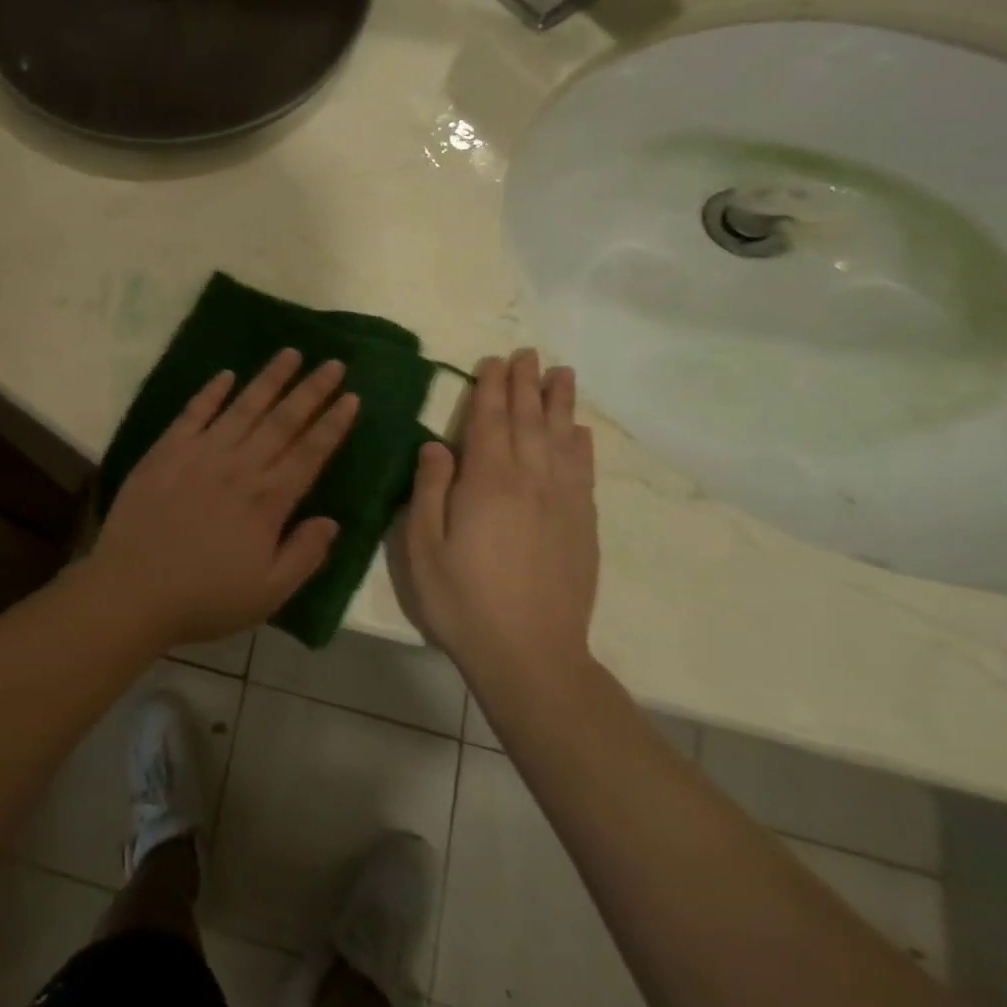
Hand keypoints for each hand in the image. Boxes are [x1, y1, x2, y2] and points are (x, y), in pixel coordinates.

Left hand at [80, 350, 358, 648]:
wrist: (132, 589)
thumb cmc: (204, 597)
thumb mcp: (268, 593)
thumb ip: (305, 554)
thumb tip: (332, 521)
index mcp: (268, 500)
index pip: (310, 452)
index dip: (334, 424)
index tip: (352, 397)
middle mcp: (239, 466)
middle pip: (283, 420)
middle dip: (311, 390)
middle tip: (334, 363)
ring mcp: (200, 453)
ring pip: (243, 407)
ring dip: (269, 379)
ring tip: (291, 353)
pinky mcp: (166, 450)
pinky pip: (193, 413)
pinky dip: (211, 392)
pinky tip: (226, 375)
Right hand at [397, 348, 598, 679]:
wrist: (530, 653)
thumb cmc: (462, 599)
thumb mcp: (424, 546)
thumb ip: (430, 489)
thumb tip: (436, 444)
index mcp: (487, 483)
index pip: (490, 422)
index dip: (492, 388)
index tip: (496, 360)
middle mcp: (530, 482)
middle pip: (529, 422)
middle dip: (526, 384)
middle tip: (528, 353)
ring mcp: (562, 503)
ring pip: (562, 440)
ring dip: (560, 404)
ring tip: (562, 374)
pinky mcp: (581, 526)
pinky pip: (583, 473)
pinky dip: (581, 446)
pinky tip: (580, 432)